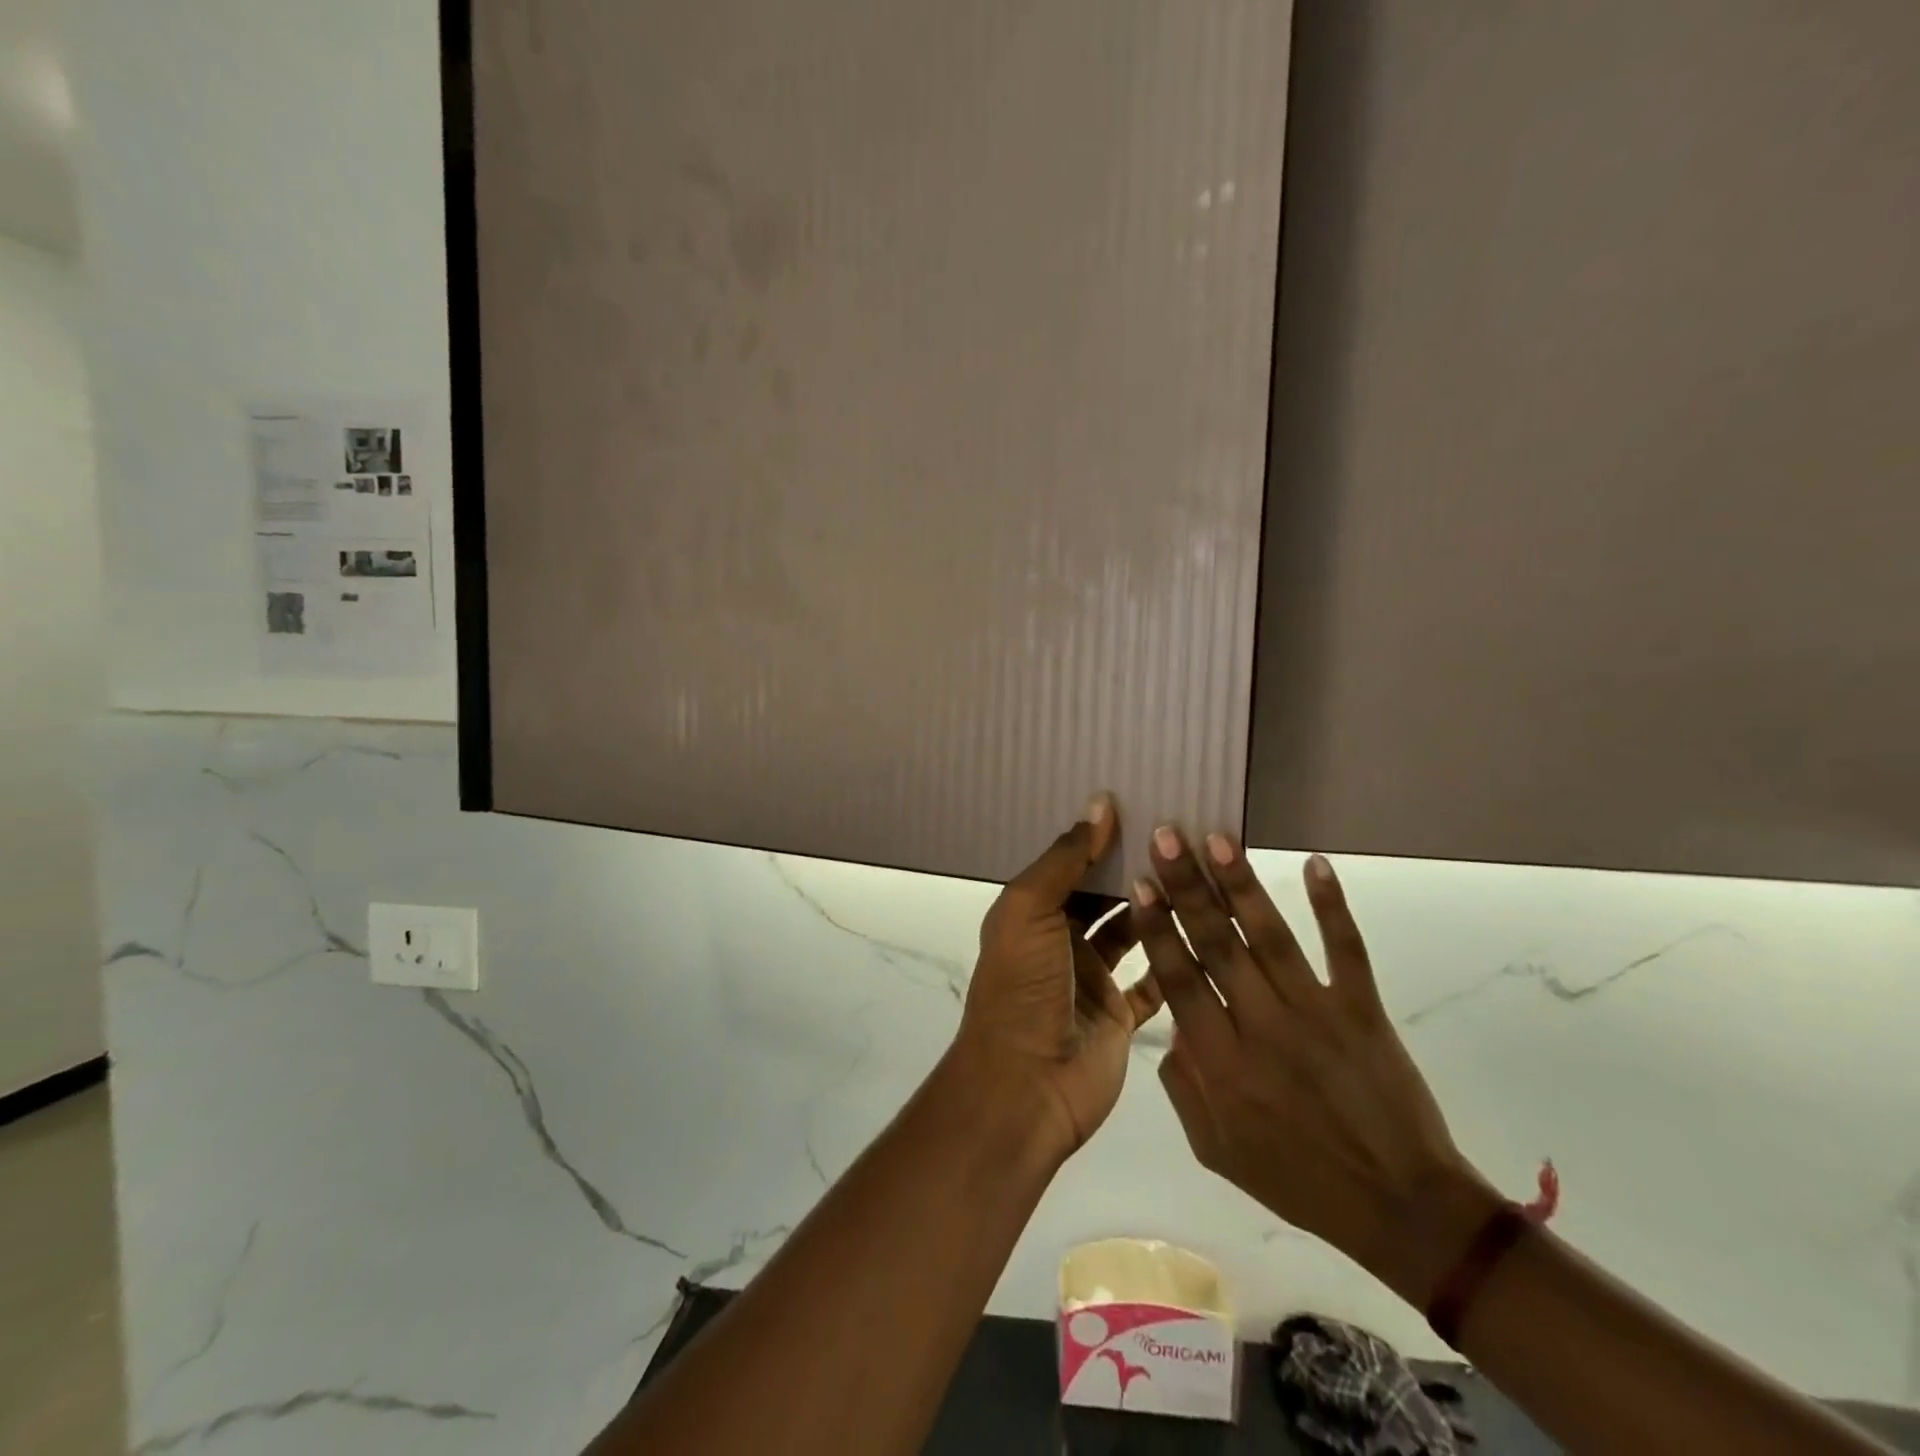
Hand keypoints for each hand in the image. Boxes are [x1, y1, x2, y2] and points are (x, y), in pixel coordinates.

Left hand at [950, 797, 1164, 1160]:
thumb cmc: (1022, 987)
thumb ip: (1064, 860)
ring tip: (1198, 872)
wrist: (1025, 1086)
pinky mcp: (1119, 1015)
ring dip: (1157, 908)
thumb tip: (1099, 804)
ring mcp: (1091, 979)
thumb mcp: (1029, 911)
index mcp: (1032, 912)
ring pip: (1131, 933)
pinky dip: (1172, 960)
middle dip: (1133, 868)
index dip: (1100, 838)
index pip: (1070, 864)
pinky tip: (1205, 929)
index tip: (1143, 805)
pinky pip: (1152, 982)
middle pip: (1102, 895)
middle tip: (1181, 834)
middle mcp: (1061, 940)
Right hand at [1133, 830, 1491, 1302]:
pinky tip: (1317, 863)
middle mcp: (1263, 1027)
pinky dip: (1333, 907)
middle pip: (1218, 944)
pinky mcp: (1364, 1011)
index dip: (1158, 928)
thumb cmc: (1298, 1179)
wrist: (1401, 1209)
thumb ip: (1183, 1082)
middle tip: (1167, 836)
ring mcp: (1317, 1014)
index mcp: (1222, 1063)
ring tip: (1218, 837)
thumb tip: (1171, 1020)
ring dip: (1243, 884)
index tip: (1141, 883)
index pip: (1179, 979)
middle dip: (1188, 886)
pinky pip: (1347, 951)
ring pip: (1271, 937)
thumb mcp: (1216, 1149)